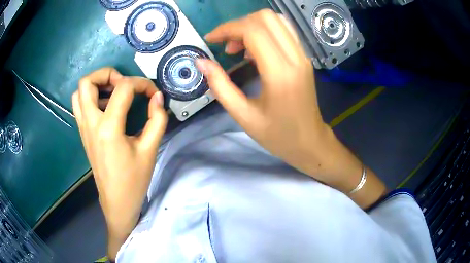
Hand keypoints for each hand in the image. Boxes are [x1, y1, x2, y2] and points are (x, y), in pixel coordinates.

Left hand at [72, 68, 167, 258]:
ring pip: (79, 93)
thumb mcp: (149, 150)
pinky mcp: (83, 133)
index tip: (152, 93)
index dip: (141, 84)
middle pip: (87, 82)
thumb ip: (156, 119)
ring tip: (114, 93)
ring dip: (96, 85)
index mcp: (108, 128)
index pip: (123, 89)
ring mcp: (83, 128)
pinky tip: (106, 107)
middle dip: (107, 74)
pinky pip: (80, 105)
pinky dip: (91, 97)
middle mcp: (90, 123)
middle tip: (124, 84)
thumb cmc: (134, 180)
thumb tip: (157, 97)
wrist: (117, 201)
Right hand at [197, 10, 385, 207]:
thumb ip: (220, 86)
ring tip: (237, 48)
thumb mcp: (244, 116)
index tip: (211, 40)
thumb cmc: (278, 136)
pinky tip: (253, 51)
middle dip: (239, 24)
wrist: (311, 143)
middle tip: (225, 45)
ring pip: (276, 21)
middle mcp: (295, 57)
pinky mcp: (304, 58)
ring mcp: (303, 56)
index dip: (227, 29)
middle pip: (266, 17)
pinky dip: (264, 32)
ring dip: (252, 26)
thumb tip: (201, 62)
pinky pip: (283, 31)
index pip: (253, 30)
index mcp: (280, 73)